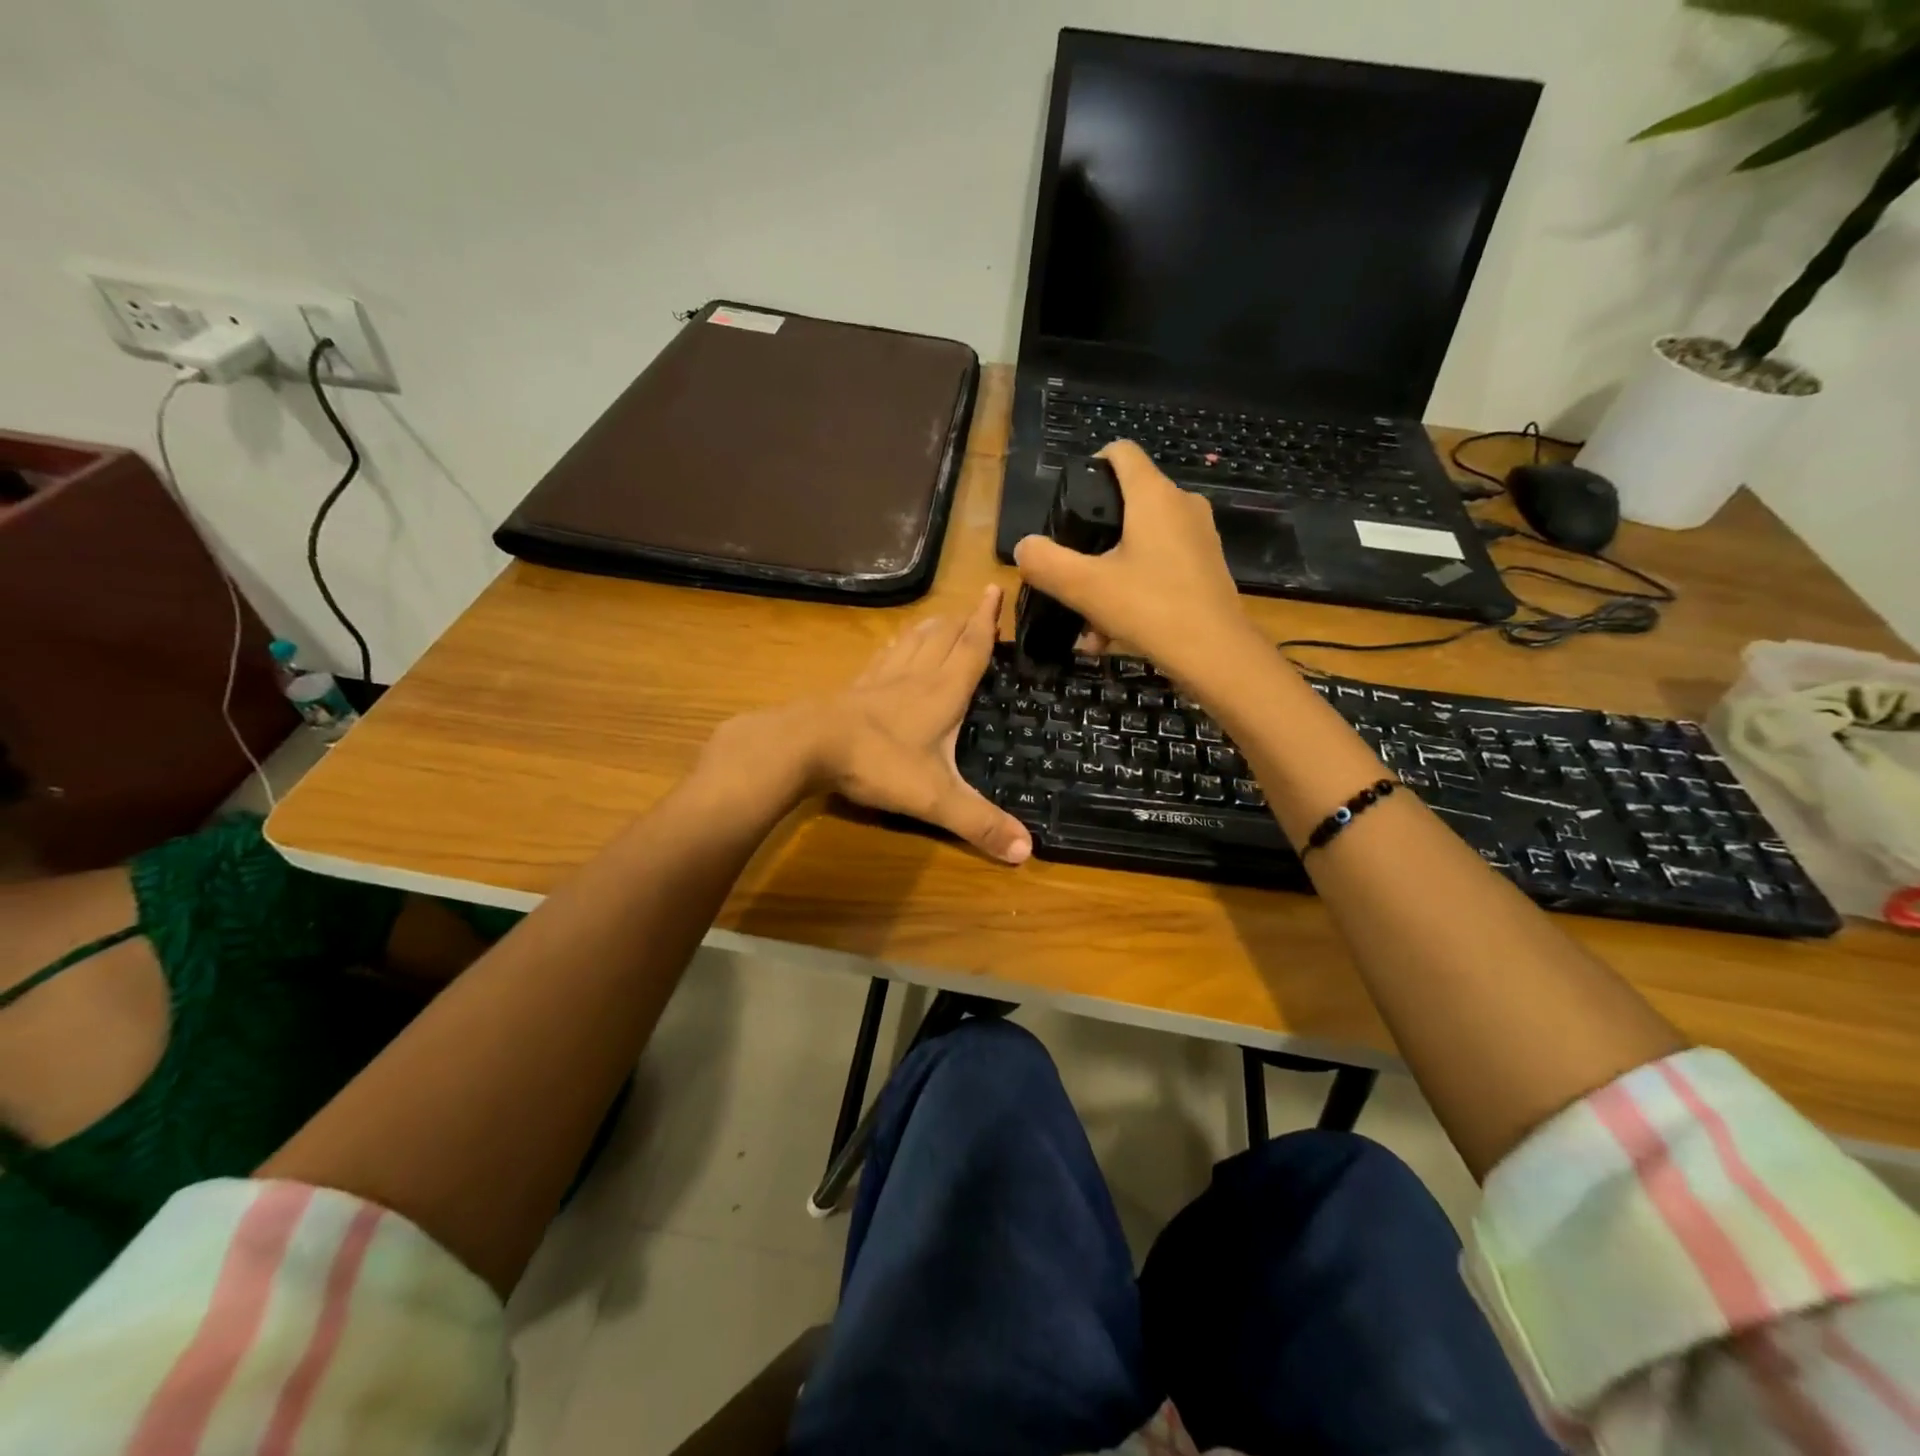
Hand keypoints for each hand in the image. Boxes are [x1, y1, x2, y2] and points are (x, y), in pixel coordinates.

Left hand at [710, 585, 1031, 864]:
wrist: (808, 746)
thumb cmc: (878, 763)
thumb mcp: (934, 798)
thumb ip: (979, 823)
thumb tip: (1027, 852)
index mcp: (942, 693)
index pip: (971, 648)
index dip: (987, 621)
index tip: (996, 589)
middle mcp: (914, 677)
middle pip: (943, 638)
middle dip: (963, 620)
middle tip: (976, 606)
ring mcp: (880, 680)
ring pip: (912, 643)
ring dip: (931, 628)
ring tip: (941, 619)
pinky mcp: (854, 689)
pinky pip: (882, 658)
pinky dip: (895, 647)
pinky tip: (892, 649)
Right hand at [1013, 442, 1260, 688]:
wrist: (1216, 655)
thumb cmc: (1150, 608)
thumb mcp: (1085, 587)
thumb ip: (1046, 562)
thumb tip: (1025, 547)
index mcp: (1154, 496)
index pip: (1121, 452)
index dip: (1091, 465)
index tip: (1069, 501)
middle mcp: (1181, 506)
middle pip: (1127, 504)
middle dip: (1093, 538)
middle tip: (1070, 570)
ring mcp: (1198, 538)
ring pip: (1140, 544)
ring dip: (1108, 576)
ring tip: (1087, 620)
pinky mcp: (1205, 568)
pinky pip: (1158, 569)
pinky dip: (1132, 592)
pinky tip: (1111, 635)